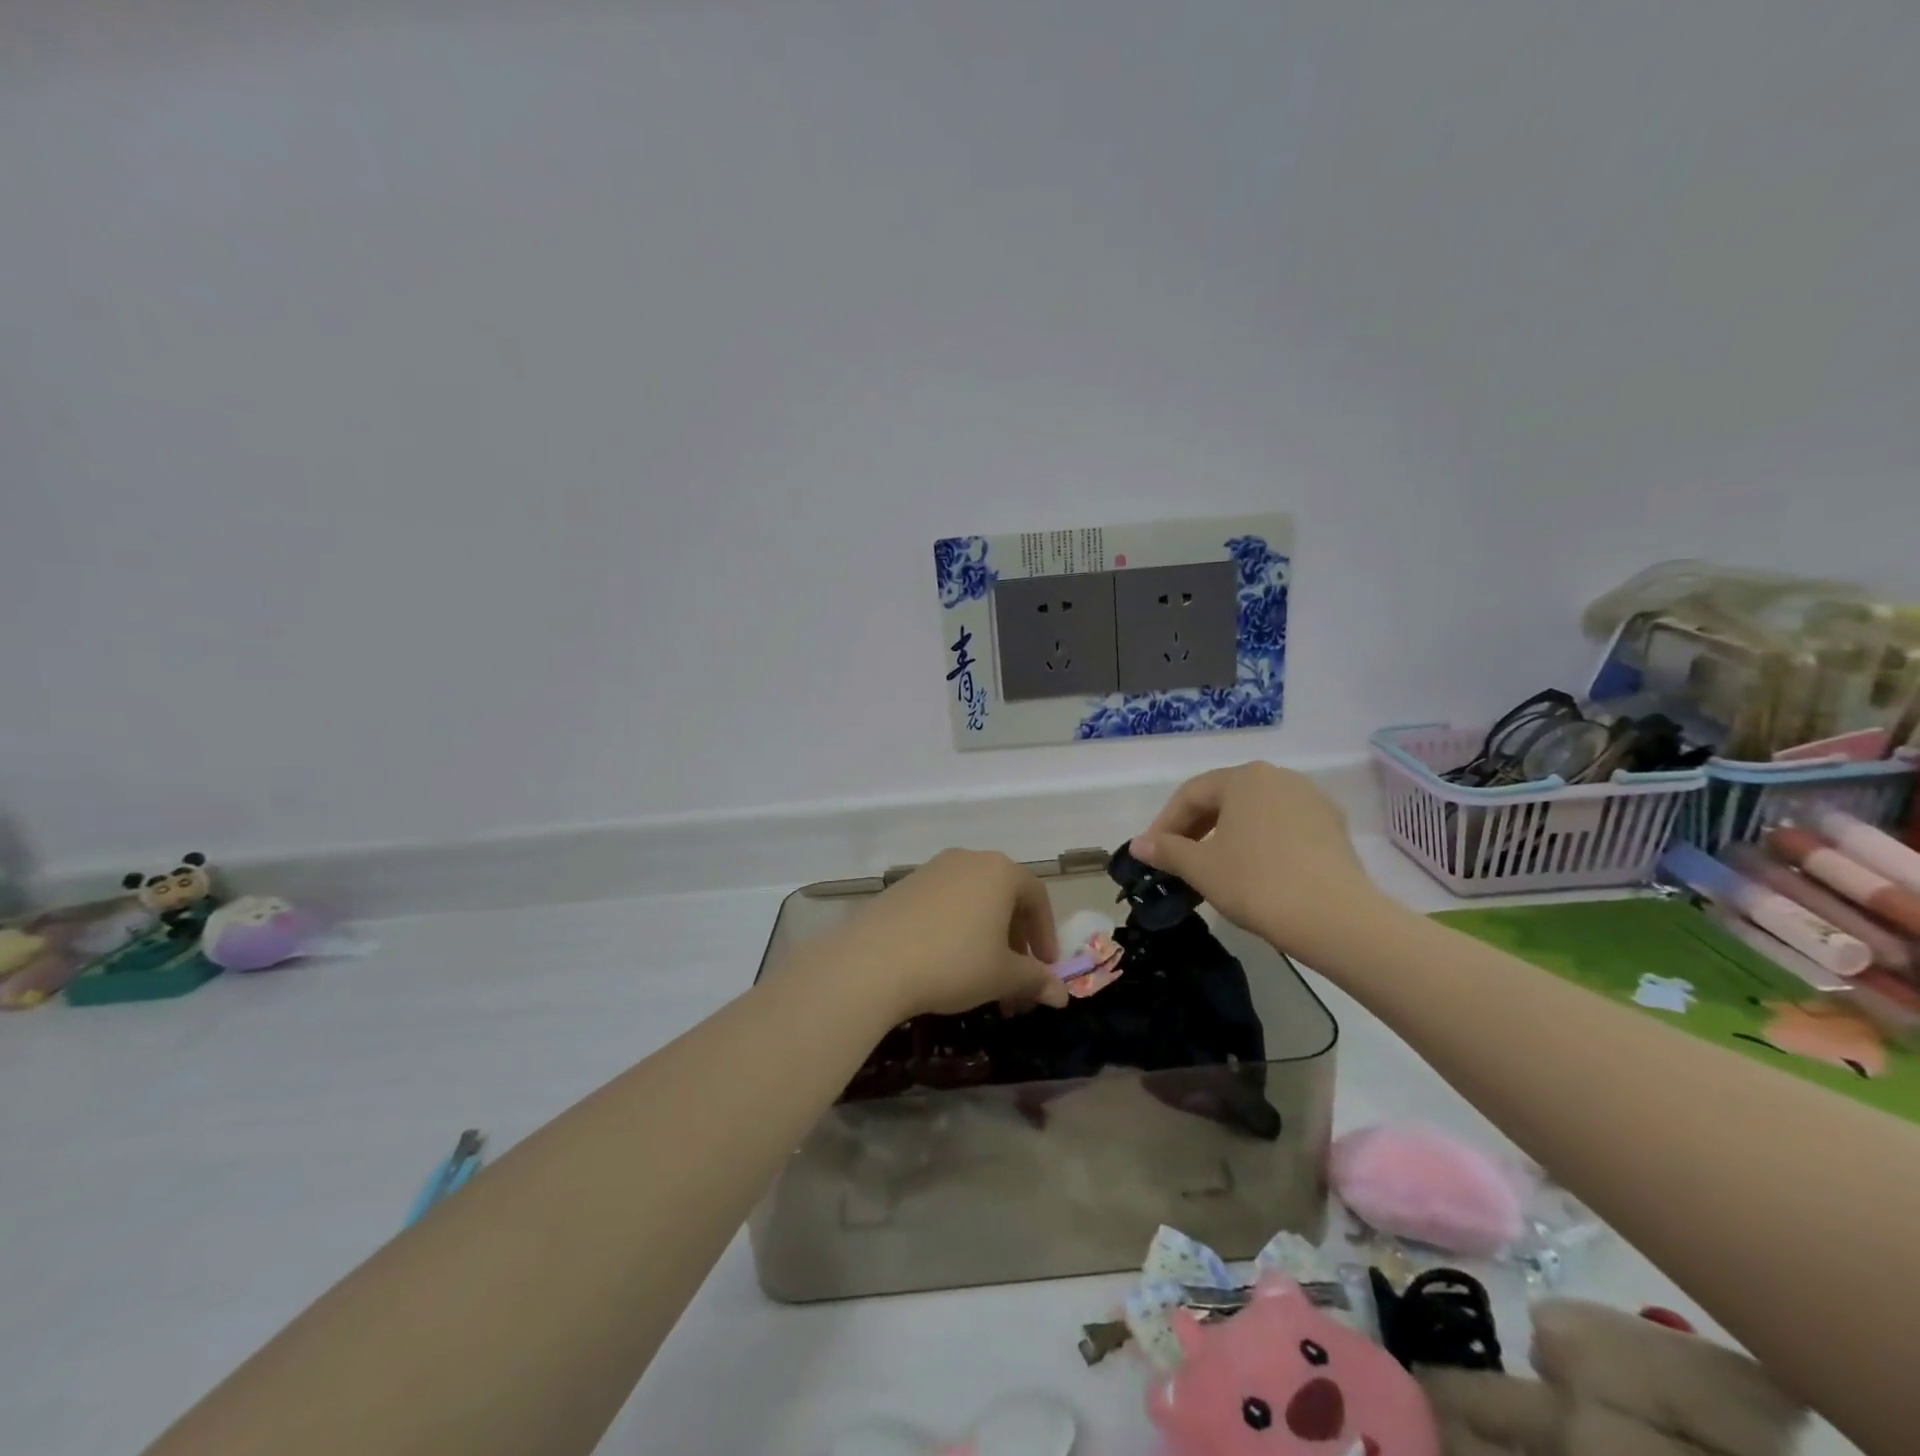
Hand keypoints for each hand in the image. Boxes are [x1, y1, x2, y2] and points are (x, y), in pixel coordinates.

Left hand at [828, 849, 1067, 1021]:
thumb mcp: (1002, 976)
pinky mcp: (903, 886)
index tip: (1045, 969)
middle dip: (1016, 942)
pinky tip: (946, 963)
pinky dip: (957, 930)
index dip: (1045, 935)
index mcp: (999, 871)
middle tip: (1016, 981)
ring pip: (974, 902)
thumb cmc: (953, 962)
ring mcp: (932, 869)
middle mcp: (968, 860)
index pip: (1037, 897)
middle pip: (1005, 898)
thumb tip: (1062, 995)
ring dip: (986, 938)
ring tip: (982, 979)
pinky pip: (944, 904)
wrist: (873, 962)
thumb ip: (1035, 980)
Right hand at [1129, 763, 1389, 958]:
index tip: (1151, 853)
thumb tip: (1138, 844)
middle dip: (1195, 828)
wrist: (1336, 919)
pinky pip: (1283, 828)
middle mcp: (1279, 778)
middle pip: (1224, 798)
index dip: (1164, 823)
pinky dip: (1259, 844)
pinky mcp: (1333, 828)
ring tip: (1213, 867)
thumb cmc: (1257, 883)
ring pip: (1255, 813)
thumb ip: (1167, 850)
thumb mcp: (1201, 868)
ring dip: (1227, 835)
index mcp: (1244, 777)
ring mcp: (1312, 801)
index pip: (1191, 794)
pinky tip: (1253, 872)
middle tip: (1177, 860)